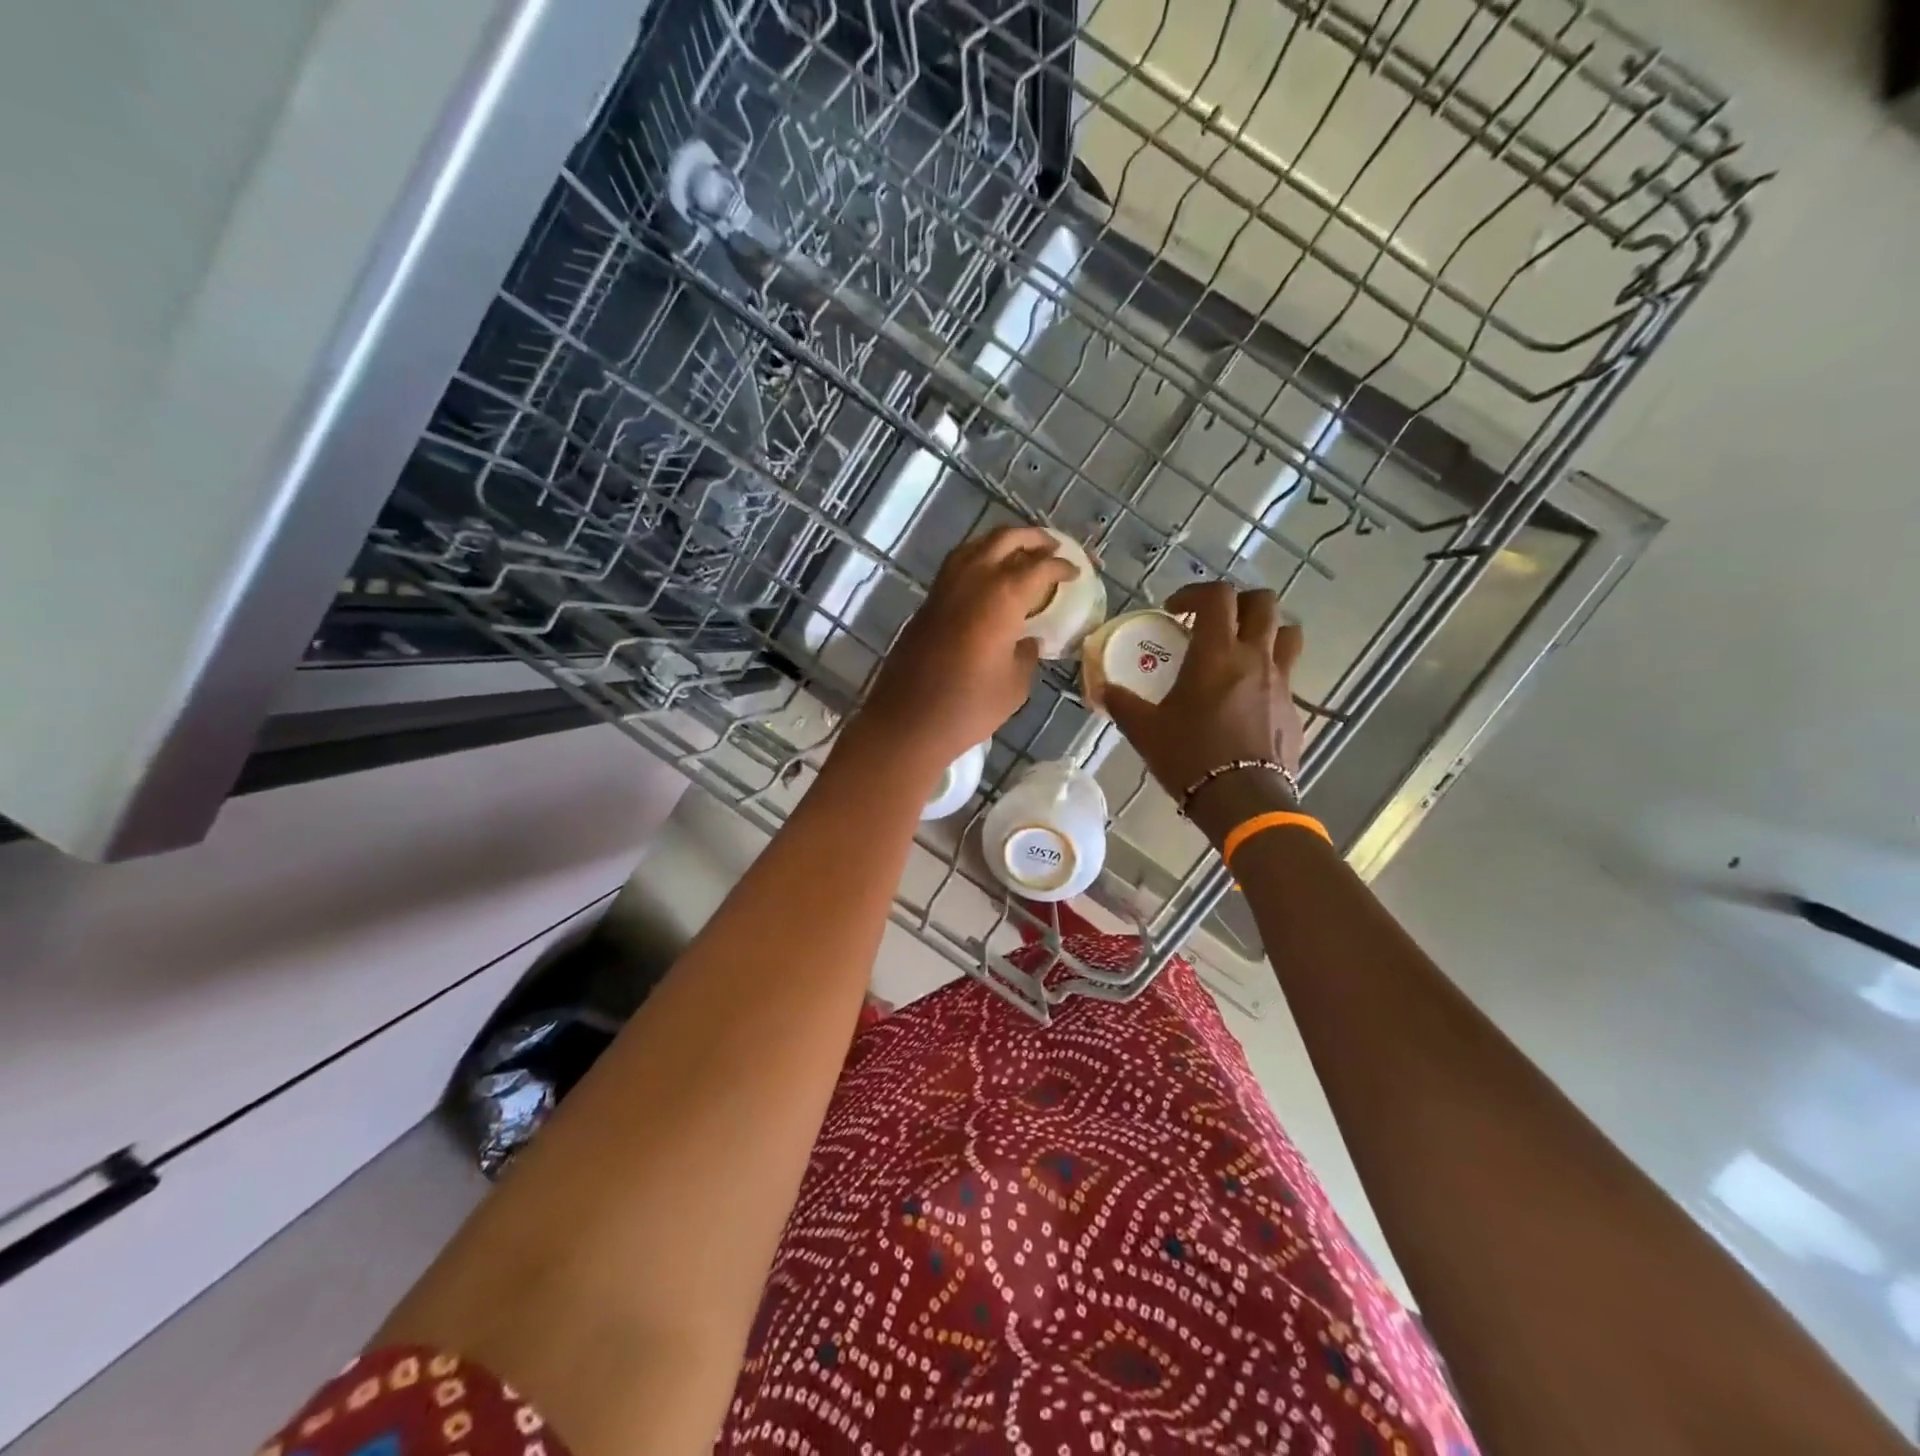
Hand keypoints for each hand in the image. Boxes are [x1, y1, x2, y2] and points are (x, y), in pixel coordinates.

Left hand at [860, 526, 1078, 765]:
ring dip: (1002, 543)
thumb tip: (1028, 640)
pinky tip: (987, 576)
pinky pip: (957, 565)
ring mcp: (945, 587)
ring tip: (1021, 554)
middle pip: (1005, 539)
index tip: (1075, 572)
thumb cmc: (970, 707)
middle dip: (1033, 539)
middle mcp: (973, 579)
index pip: (1040, 567)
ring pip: (976, 545)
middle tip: (1053, 547)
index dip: (1061, 566)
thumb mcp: (1014, 684)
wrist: (909, 721)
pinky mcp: (927, 602)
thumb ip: (1027, 654)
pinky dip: (978, 559)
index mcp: (1002, 596)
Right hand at [1104, 582, 1305, 810]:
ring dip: (1266, 631)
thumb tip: (1102, 689)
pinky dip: (1270, 674)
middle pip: (1264, 603)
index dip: (1195, 592)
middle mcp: (1255, 657)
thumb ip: (1123, 704)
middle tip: (1214, 621)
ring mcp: (1281, 682)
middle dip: (1239, 602)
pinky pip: (1288, 676)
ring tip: (1242, 649)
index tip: (1175, 610)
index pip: (1218, 596)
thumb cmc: (1190, 757)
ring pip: (1287, 634)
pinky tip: (1248, 698)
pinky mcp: (1294, 709)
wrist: (1242, 800)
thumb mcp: (1146, 731)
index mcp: (1217, 653)